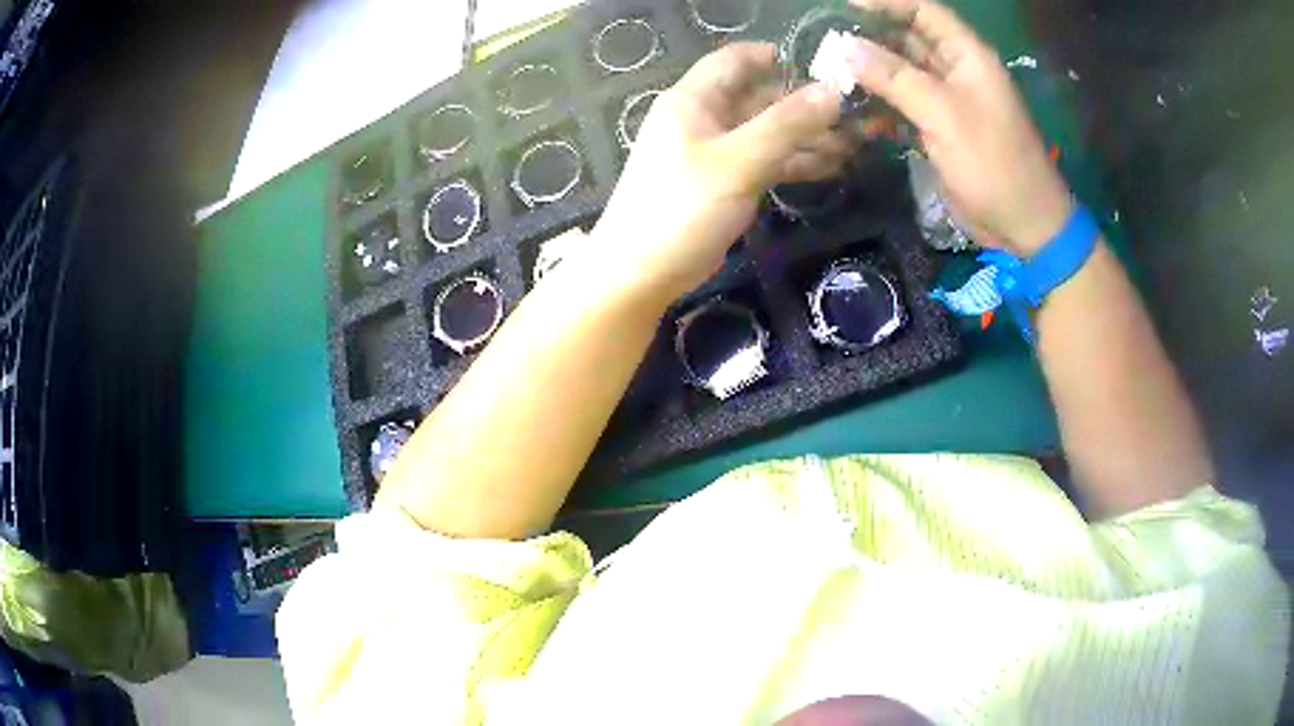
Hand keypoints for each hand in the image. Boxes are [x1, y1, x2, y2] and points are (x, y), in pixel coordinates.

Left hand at [590, 43, 850, 303]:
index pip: (733, 60)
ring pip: (765, 133)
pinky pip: (762, 161)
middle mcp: (702, 118)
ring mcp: (713, 152)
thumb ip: (787, 124)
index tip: (820, 66)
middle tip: (854, 115)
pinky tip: (831, 168)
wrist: (641, 272)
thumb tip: (833, 91)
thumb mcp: (739, 161)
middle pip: (757, 98)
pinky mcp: (722, 183)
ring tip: (854, 145)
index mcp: (693, 101)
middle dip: (803, 105)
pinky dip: (792, 163)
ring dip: (805, 137)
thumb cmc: (683, 207)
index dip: (773, 57)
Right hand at [844, 0, 1072, 254]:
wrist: (1024, 226)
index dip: (887, 3)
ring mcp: (947, 102)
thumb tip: (843, 47)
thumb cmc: (993, 163)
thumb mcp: (944, 114)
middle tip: (826, 43)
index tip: (844, 6)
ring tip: (829, 74)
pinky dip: (880, 107)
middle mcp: (956, 72)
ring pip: (902, 74)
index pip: (924, 12)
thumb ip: (894, 77)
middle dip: (871, 38)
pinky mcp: (939, 130)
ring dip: (870, 74)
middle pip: (909, 40)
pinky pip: (903, 107)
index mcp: (967, 56)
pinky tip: (852, 112)